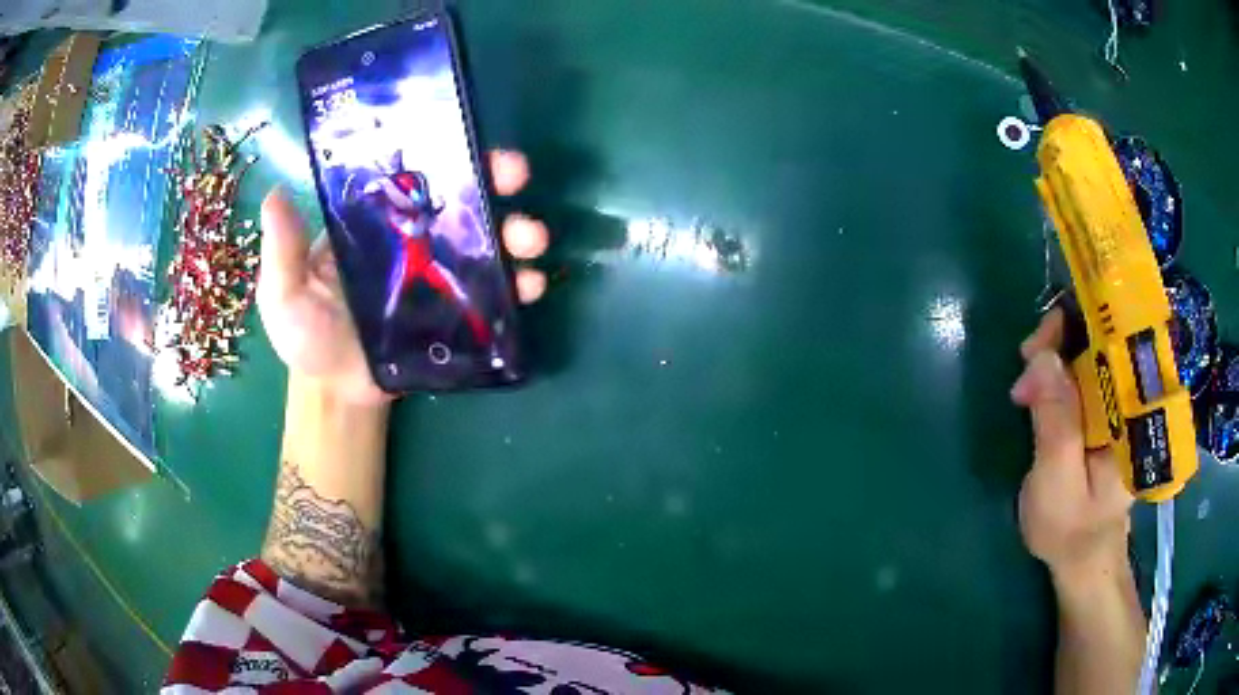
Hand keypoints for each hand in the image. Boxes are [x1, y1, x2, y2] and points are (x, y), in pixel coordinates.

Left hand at [257, 150, 549, 405]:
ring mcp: (441, 275)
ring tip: (532, 239)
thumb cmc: (308, 339)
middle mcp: (415, 238)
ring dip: (518, 230)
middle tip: (515, 175)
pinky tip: (533, 286)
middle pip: (462, 199)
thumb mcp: (283, 294)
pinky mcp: (460, 314)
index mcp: (376, 223)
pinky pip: (495, 293)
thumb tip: (276, 194)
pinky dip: (521, 285)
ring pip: (488, 241)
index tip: (468, 141)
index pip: (413, 176)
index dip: (443, 154)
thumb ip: (282, 252)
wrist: (339, 394)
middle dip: (495, 180)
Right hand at [1011, 309, 1133, 581]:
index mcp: (1133, 412)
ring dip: (1053, 356)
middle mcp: (1130, 397)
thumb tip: (1043, 357)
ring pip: (1088, 351)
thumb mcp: (1058, 483)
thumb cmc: (1072, 529)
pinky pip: (1080, 372)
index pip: (1116, 341)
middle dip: (1060, 338)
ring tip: (1025, 386)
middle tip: (1024, 365)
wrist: (1081, 558)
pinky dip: (1054, 372)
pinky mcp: (1101, 410)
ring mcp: (1116, 401)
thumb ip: (1056, 423)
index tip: (1036, 348)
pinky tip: (1036, 390)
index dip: (1078, 327)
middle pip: (1102, 337)